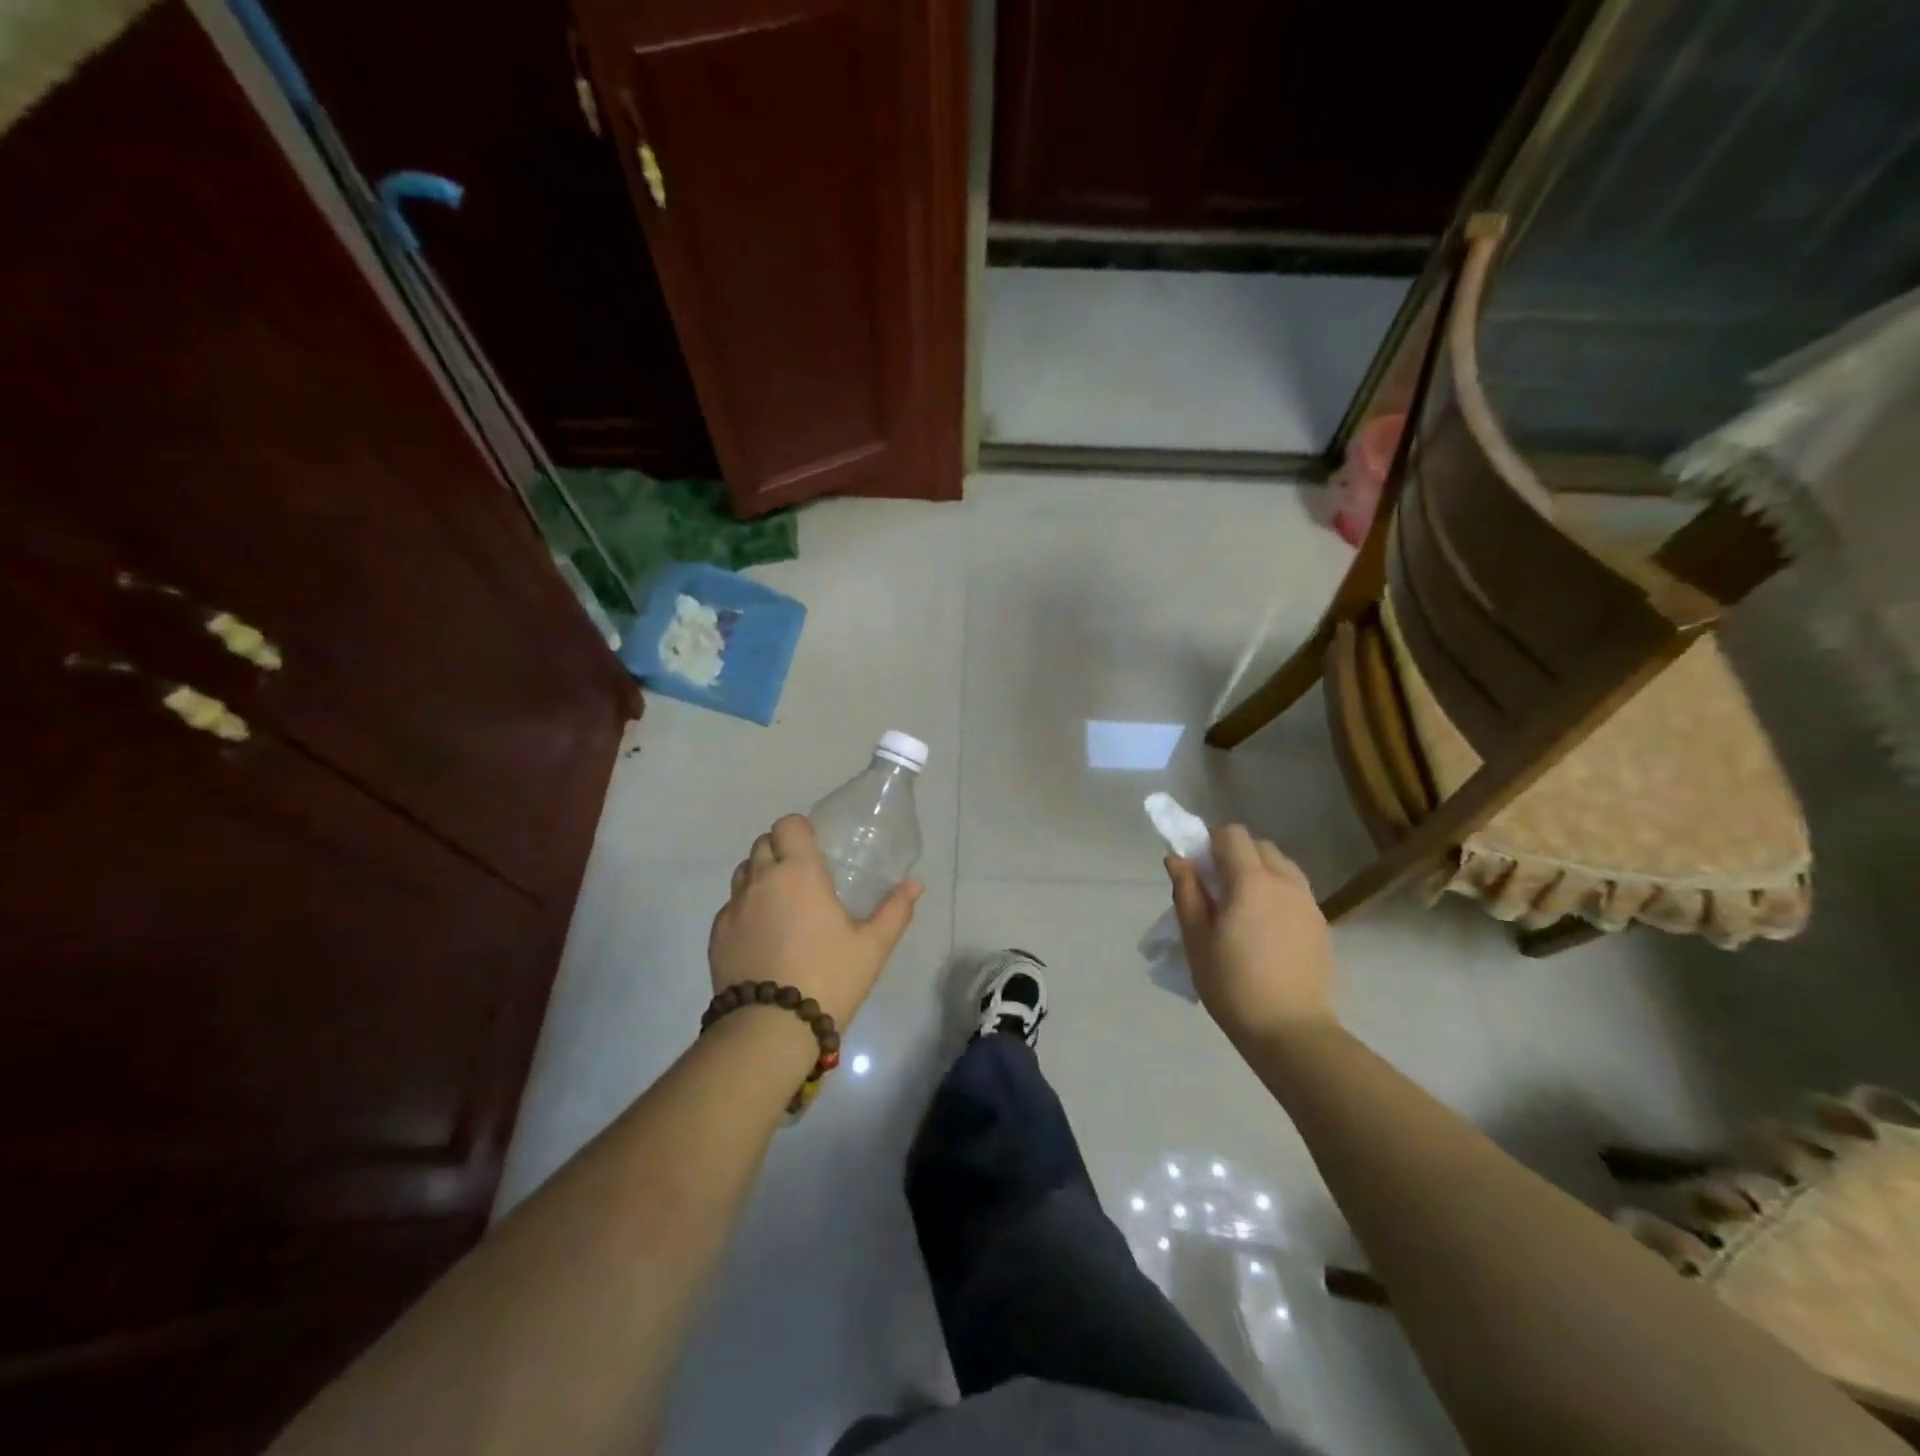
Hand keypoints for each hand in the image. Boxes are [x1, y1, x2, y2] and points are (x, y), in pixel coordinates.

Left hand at [709, 814, 921, 1026]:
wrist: (770, 1029)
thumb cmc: (829, 978)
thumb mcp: (873, 947)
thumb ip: (895, 911)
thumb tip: (915, 884)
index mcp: (799, 872)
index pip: (788, 825)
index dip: (800, 829)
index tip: (815, 847)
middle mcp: (761, 880)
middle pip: (763, 844)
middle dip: (781, 850)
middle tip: (803, 876)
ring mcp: (734, 908)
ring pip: (743, 873)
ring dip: (760, 876)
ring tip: (782, 903)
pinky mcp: (717, 935)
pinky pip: (731, 906)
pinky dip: (746, 909)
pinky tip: (763, 935)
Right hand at [1165, 824, 1334, 1046]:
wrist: (1291, 1031)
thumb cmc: (1232, 984)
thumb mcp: (1196, 938)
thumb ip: (1186, 891)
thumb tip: (1176, 858)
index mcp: (1251, 880)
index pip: (1232, 834)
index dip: (1210, 841)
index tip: (1197, 868)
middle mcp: (1285, 882)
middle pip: (1259, 845)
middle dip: (1235, 854)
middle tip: (1215, 888)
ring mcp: (1308, 903)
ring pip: (1281, 866)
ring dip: (1258, 871)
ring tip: (1242, 908)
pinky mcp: (1321, 925)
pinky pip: (1295, 891)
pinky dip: (1277, 893)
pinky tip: (1265, 929)